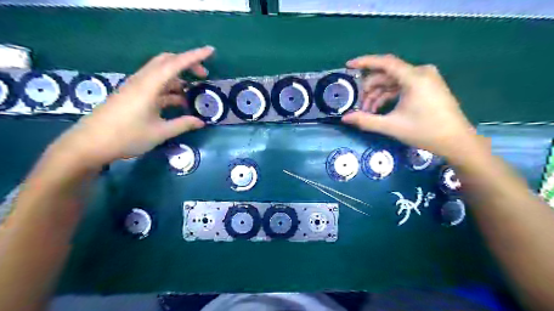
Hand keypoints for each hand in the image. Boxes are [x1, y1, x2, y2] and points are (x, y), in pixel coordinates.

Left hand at [50, 46, 213, 166]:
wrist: (90, 144)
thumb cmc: (127, 137)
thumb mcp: (160, 132)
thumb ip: (183, 124)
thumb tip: (201, 122)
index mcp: (149, 86)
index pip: (175, 64)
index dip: (195, 56)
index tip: (211, 51)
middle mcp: (142, 81)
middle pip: (166, 61)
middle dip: (187, 64)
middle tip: (203, 75)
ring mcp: (136, 87)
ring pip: (161, 73)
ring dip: (178, 78)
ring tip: (193, 93)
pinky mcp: (132, 94)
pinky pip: (155, 85)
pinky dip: (169, 89)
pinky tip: (178, 102)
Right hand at [343, 53, 476, 157]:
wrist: (456, 141)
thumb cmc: (424, 131)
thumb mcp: (391, 126)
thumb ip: (366, 120)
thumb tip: (345, 118)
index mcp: (414, 77)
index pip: (385, 63)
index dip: (364, 62)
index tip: (348, 66)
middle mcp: (421, 72)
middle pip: (387, 74)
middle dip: (370, 89)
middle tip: (359, 105)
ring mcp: (426, 78)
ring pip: (394, 81)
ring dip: (379, 95)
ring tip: (368, 112)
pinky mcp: (428, 86)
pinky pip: (403, 86)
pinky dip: (390, 96)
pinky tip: (381, 109)